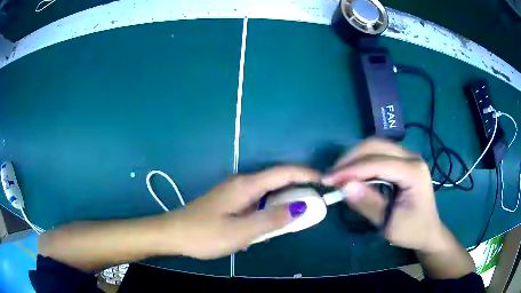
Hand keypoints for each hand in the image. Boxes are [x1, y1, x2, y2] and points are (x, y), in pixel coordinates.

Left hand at [162, 166, 319, 259]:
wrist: (172, 234)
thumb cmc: (205, 234)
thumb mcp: (241, 231)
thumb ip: (271, 219)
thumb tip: (300, 207)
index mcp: (246, 185)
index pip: (283, 172)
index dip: (305, 174)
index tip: (324, 181)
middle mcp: (241, 184)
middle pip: (276, 182)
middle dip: (297, 191)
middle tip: (311, 209)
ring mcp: (234, 193)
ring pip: (266, 194)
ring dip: (282, 204)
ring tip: (291, 221)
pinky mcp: (229, 202)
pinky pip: (256, 203)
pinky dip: (267, 212)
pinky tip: (265, 228)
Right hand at [322, 139, 447, 252]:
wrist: (427, 231)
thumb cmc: (412, 231)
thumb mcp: (389, 225)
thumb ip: (369, 204)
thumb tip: (344, 186)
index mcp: (414, 172)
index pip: (378, 163)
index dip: (351, 170)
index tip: (328, 180)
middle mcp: (412, 157)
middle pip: (376, 146)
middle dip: (350, 159)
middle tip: (331, 176)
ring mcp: (408, 157)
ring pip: (375, 146)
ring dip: (354, 158)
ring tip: (338, 174)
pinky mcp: (402, 161)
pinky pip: (378, 153)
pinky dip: (362, 161)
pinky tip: (352, 173)